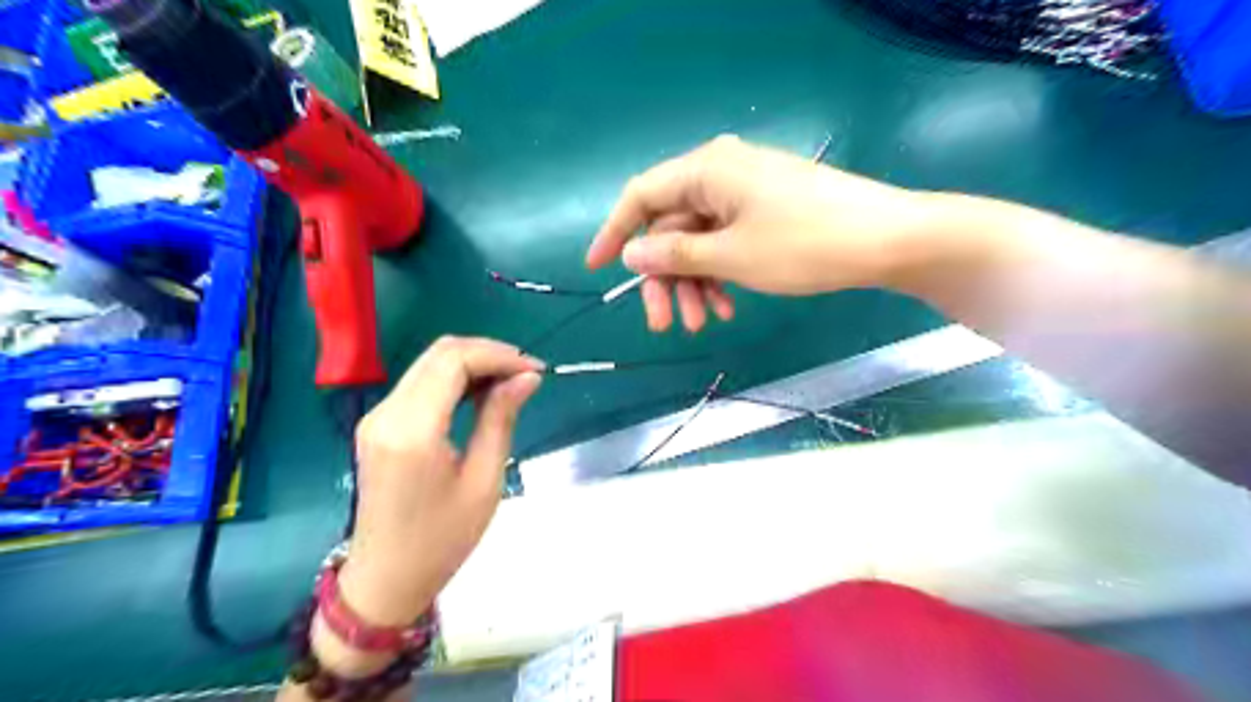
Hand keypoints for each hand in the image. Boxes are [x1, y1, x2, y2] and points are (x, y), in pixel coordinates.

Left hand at [337, 336, 543, 628]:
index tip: (535, 370)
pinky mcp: (378, 424)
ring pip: (429, 363)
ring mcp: (377, 416)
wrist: (385, 579)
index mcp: (412, 430)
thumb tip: (527, 377)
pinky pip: (420, 383)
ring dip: (472, 363)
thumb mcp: (484, 480)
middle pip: (439, 354)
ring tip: (510, 382)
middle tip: (526, 374)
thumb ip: (501, 419)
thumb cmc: (442, 539)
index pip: (453, 361)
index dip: (498, 355)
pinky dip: (454, 379)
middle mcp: (386, 413)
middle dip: (488, 353)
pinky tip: (481, 394)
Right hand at [587, 138, 936, 333]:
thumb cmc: (803, 244)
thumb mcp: (730, 256)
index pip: (640, 196)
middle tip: (664, 324)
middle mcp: (720, 173)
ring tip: (704, 323)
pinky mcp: (766, 211)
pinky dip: (721, 274)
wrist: (887, 240)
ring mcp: (745, 193)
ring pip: (699, 240)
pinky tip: (729, 306)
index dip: (613, 233)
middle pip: (671, 226)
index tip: (594, 269)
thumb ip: (674, 255)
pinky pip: (726, 241)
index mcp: (705, 170)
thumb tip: (631, 255)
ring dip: (695, 283)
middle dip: (665, 278)